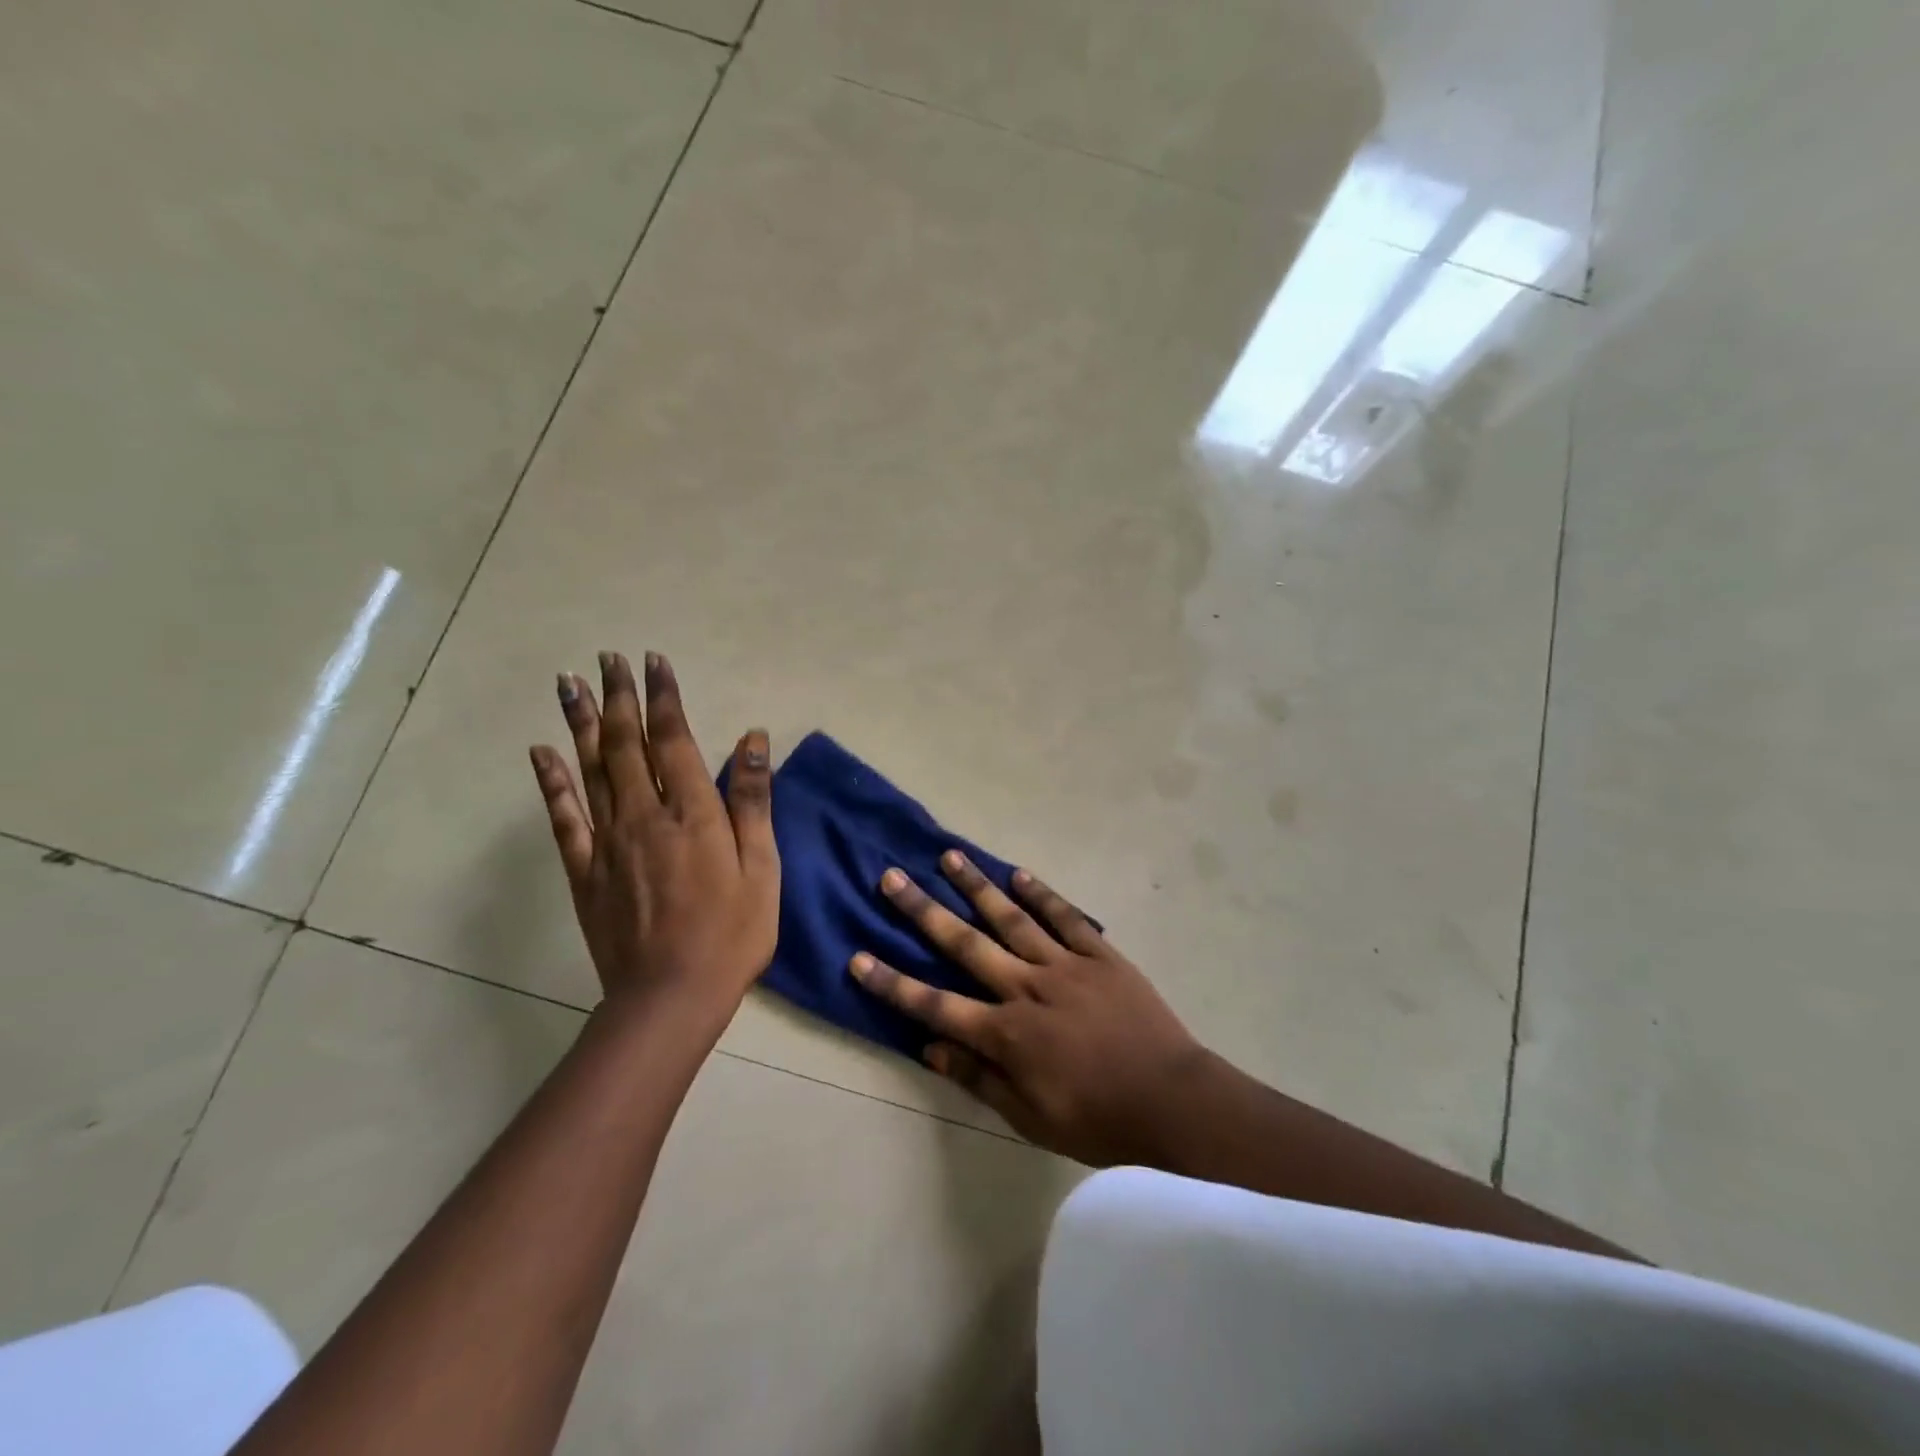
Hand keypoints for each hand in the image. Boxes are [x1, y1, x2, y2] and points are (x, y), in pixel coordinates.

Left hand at [529, 650, 778, 1021]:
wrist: (670, 996)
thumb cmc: (732, 933)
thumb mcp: (762, 867)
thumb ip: (752, 801)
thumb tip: (752, 739)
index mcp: (692, 813)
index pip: (673, 739)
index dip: (663, 698)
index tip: (653, 663)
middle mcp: (644, 815)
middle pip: (626, 744)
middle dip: (619, 697)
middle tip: (607, 659)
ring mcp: (607, 842)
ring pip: (590, 769)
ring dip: (580, 723)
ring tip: (568, 683)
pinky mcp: (583, 870)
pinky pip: (563, 817)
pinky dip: (550, 781)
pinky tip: (541, 752)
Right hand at [850, 853, 1207, 1166]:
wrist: (1173, 1100)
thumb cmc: (1097, 1119)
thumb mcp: (1030, 1117)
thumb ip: (979, 1078)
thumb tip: (930, 1047)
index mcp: (1006, 1033)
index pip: (935, 1005)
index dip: (892, 983)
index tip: (857, 957)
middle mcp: (1026, 988)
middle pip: (964, 943)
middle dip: (923, 911)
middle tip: (891, 878)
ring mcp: (1064, 965)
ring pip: (1011, 918)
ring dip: (976, 886)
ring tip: (948, 856)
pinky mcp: (1099, 955)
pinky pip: (1065, 917)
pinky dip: (1040, 894)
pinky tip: (1018, 874)